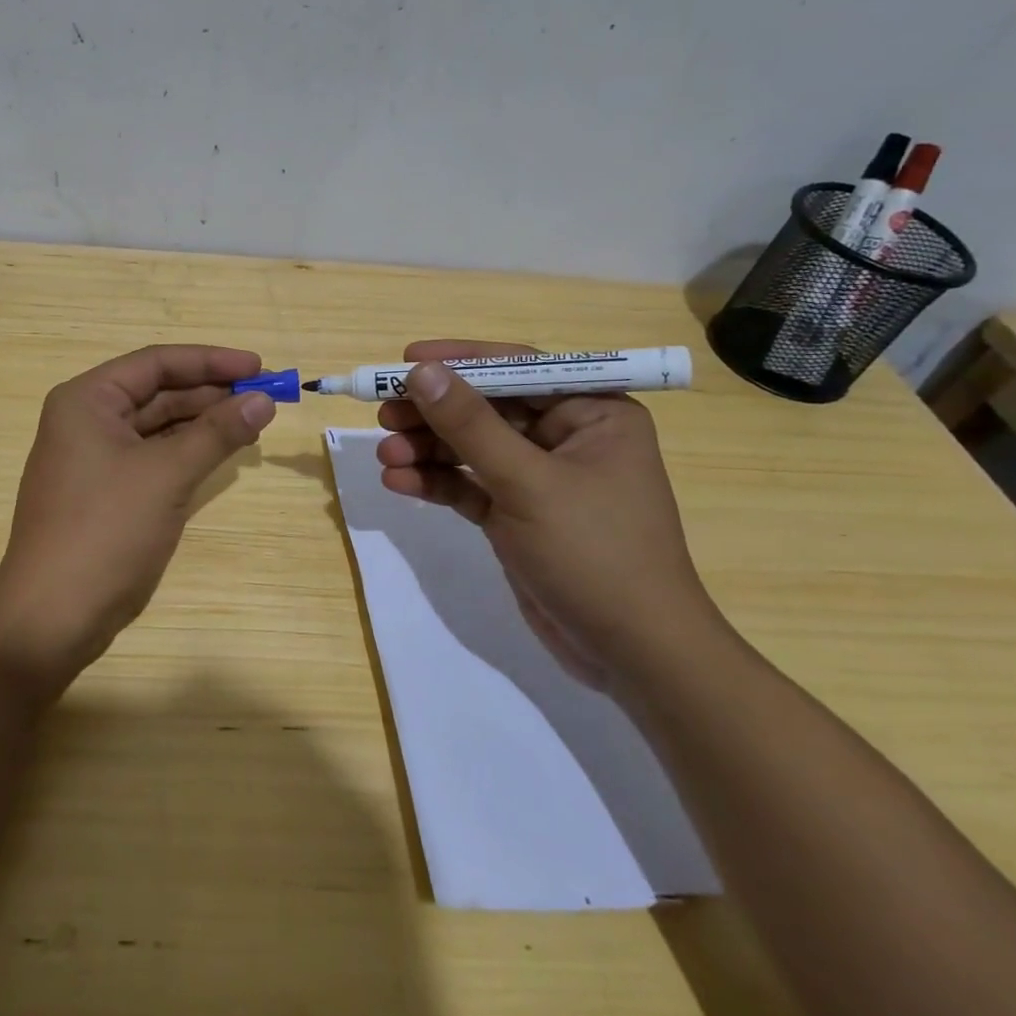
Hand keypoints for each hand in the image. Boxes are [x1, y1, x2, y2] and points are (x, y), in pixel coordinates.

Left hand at [0, 345, 275, 693]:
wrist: (53, 616)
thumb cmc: (106, 531)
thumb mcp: (167, 474)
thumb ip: (217, 432)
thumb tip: (263, 399)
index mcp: (87, 400)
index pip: (156, 363)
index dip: (211, 361)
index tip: (259, 366)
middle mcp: (87, 419)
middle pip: (158, 391)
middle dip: (212, 392)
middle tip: (265, 396)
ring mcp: (94, 457)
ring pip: (158, 425)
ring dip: (204, 422)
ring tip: (254, 422)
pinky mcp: (106, 490)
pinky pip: (153, 456)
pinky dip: (188, 451)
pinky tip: (223, 452)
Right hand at [375, 340, 728, 692]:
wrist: (632, 655)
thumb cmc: (594, 553)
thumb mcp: (527, 482)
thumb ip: (470, 425)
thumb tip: (421, 372)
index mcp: (592, 413)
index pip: (518, 369)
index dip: (460, 361)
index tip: (406, 360)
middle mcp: (567, 437)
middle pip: (486, 408)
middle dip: (434, 413)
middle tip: (383, 414)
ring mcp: (539, 478)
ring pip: (471, 448)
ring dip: (427, 449)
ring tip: (384, 455)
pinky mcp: (517, 514)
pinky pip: (469, 485)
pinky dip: (435, 482)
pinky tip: (398, 481)